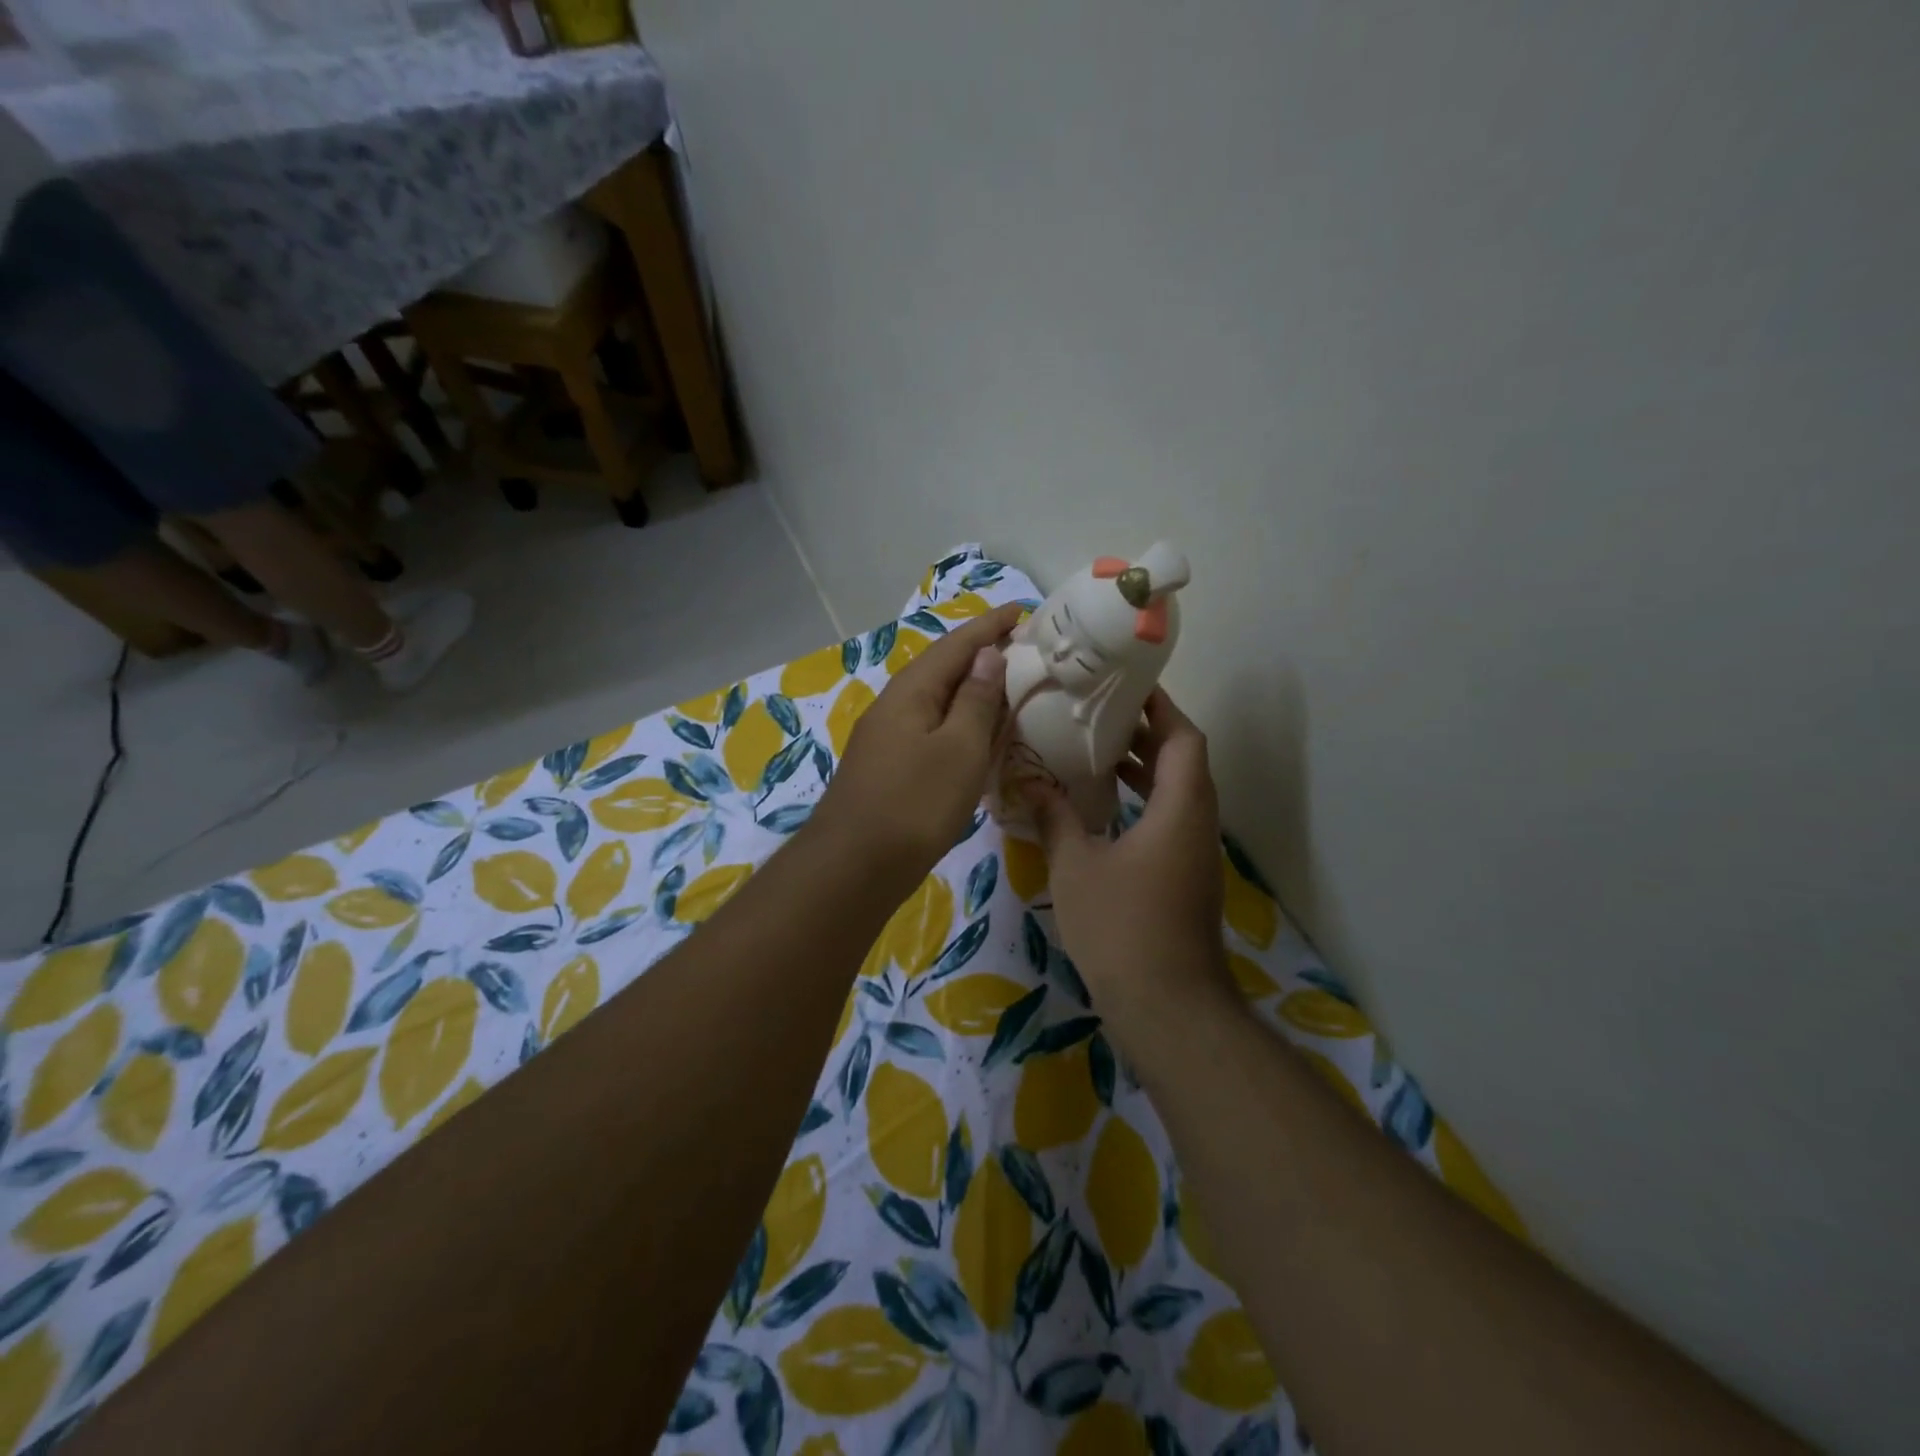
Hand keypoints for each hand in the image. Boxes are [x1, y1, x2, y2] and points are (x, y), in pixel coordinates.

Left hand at [811, 603, 1025, 886]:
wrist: (855, 866)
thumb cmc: (915, 803)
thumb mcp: (958, 748)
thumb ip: (975, 700)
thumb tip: (987, 655)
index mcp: (911, 691)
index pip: (956, 645)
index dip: (990, 627)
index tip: (1023, 612)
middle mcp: (895, 705)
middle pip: (943, 669)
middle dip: (981, 655)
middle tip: (1023, 650)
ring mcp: (887, 738)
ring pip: (936, 701)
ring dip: (970, 690)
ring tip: (1007, 687)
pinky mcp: (889, 767)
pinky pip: (931, 729)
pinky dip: (959, 723)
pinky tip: (975, 736)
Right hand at [1026, 689, 1234, 1037]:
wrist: (1168, 1006)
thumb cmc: (1121, 927)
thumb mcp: (1075, 866)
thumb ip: (1054, 817)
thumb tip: (1027, 782)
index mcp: (1180, 808)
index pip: (1183, 738)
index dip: (1160, 707)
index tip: (1127, 686)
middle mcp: (1197, 822)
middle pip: (1183, 760)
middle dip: (1146, 733)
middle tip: (1100, 712)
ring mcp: (1195, 853)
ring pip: (1177, 792)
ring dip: (1143, 768)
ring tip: (1095, 750)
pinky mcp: (1186, 877)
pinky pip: (1169, 819)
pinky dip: (1142, 800)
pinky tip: (1102, 807)